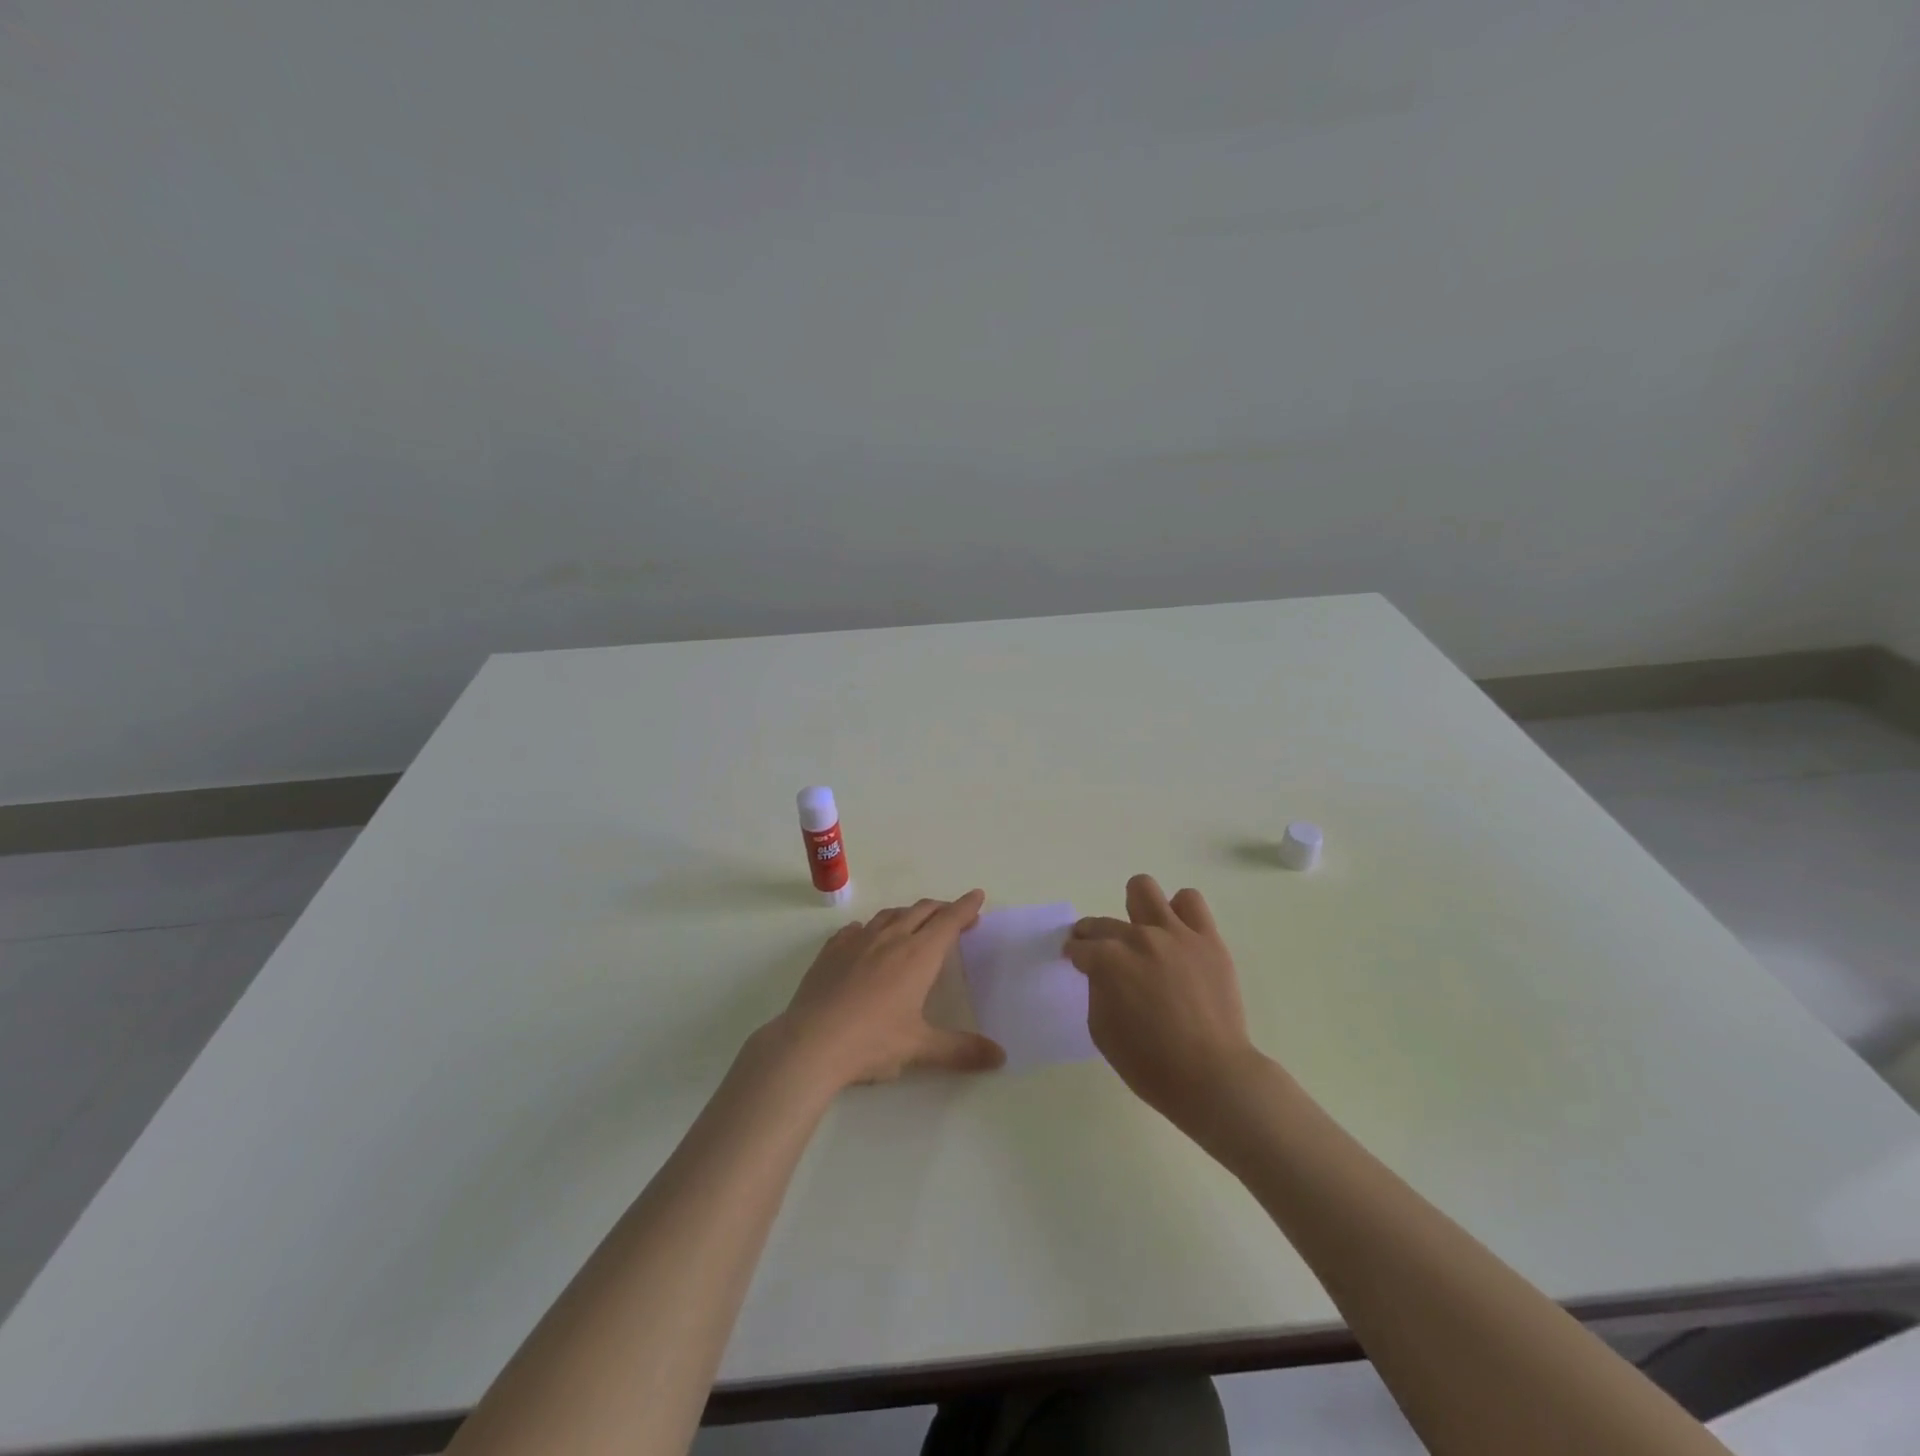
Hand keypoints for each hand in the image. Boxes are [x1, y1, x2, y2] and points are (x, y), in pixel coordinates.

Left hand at [768, 891, 1005, 1092]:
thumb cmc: (872, 1042)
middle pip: (922, 911)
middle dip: (941, 909)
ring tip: (915, 923)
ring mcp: (858, 941)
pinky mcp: (832, 950)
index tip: (977, 896)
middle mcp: (891, 938)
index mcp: (918, 955)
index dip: (965, 907)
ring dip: (908, 914)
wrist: (810, 1043)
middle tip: (954, 916)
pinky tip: (866, 938)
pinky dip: (870, 928)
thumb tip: (1000, 1057)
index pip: (948, 921)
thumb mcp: (921, 1048)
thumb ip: (961, 1050)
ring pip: (889, 915)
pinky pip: (856, 929)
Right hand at [1065, 875, 1260, 1130]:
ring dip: (1136, 909)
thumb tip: (1103, 973)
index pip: (1080, 947)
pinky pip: (1190, 902)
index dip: (1075, 956)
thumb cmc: (1150, 1064)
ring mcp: (1175, 934)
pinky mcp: (1207, 938)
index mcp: (1108, 961)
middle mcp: (1138, 938)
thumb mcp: (1101, 1031)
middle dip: (1094, 936)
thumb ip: (1097, 990)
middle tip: (1101, 954)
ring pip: (1144, 890)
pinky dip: (1179, 912)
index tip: (1077, 962)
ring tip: (1143, 931)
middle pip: (1103, 922)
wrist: (1212, 1077)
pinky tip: (1177, 935)